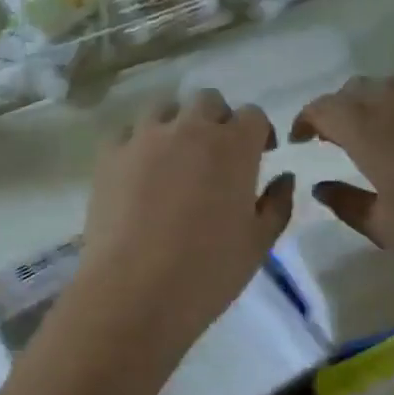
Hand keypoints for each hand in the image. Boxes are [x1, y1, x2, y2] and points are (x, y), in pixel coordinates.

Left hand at [74, 90, 293, 357]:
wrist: (133, 292)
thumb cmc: (207, 272)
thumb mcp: (258, 244)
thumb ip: (277, 204)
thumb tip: (284, 178)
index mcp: (233, 146)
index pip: (253, 116)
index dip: (259, 133)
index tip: (260, 156)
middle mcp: (189, 129)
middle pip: (208, 101)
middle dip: (218, 120)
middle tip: (218, 156)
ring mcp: (144, 138)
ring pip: (164, 108)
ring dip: (177, 124)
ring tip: (176, 159)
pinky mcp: (109, 155)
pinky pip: (127, 133)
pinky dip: (139, 144)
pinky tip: (139, 173)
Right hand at [291, 75, 393, 294]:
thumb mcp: (385, 228)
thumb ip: (347, 202)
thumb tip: (321, 187)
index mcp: (372, 132)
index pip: (325, 107)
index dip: (306, 119)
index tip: (300, 140)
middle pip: (357, 88)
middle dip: (337, 107)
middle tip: (332, 138)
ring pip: (393, 86)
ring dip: (372, 102)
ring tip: (372, 135)